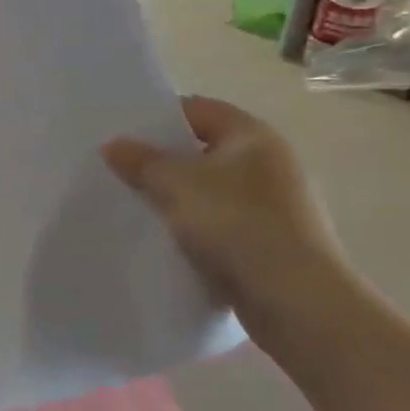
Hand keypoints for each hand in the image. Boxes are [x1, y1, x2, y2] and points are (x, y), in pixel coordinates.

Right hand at [102, 95, 340, 304]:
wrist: (296, 301)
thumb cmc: (237, 225)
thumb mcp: (176, 185)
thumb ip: (142, 162)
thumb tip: (113, 144)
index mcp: (252, 135)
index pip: (198, 109)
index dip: (159, 118)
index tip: (123, 135)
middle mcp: (269, 163)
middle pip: (204, 150)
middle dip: (164, 161)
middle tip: (121, 172)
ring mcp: (274, 205)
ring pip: (211, 191)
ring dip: (178, 199)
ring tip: (137, 209)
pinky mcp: (271, 242)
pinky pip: (223, 225)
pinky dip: (196, 229)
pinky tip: (168, 243)